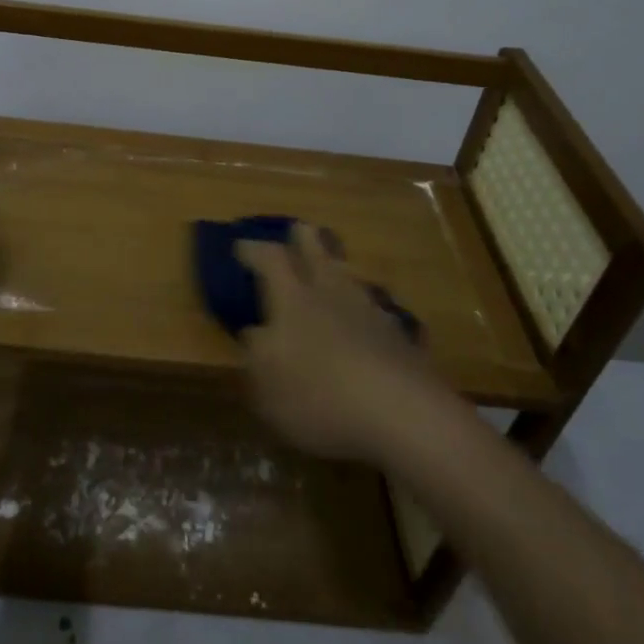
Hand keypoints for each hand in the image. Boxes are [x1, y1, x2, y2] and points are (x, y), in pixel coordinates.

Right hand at [237, 224, 438, 462]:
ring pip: (350, 277)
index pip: (270, 259)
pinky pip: (376, 310)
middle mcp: (332, 293)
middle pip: (318, 252)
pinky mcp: (400, 337)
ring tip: (331, 272)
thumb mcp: (265, 382)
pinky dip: (365, 309)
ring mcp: (371, 312)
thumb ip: (255, 352)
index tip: (240, 245)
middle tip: (297, 230)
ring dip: (337, 270)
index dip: (253, 249)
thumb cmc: (319, 394)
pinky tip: (366, 321)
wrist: (402, 414)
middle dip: (304, 238)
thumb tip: (254, 331)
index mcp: (293, 298)